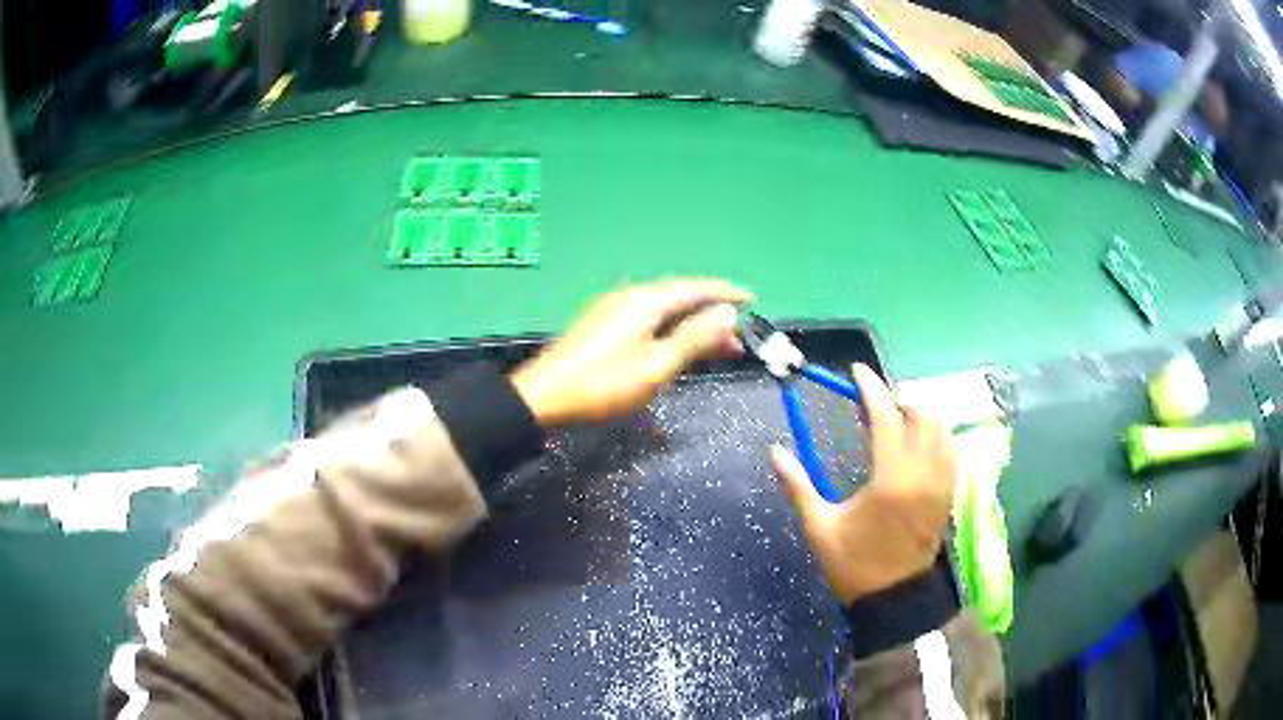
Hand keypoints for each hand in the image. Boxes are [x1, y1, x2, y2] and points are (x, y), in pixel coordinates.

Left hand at [511, 278, 752, 426]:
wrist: (545, 397)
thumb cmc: (605, 384)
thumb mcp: (657, 365)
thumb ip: (695, 338)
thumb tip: (728, 312)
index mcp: (646, 300)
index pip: (696, 287)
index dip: (726, 293)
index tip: (753, 299)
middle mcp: (631, 296)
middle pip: (681, 298)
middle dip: (713, 316)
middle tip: (739, 339)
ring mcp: (614, 309)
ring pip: (665, 311)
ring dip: (693, 326)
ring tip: (718, 349)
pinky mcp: (603, 325)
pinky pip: (649, 319)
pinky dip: (672, 331)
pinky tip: (678, 348)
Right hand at [771, 363, 956, 604]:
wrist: (894, 599)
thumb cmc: (854, 565)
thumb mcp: (821, 528)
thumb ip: (799, 487)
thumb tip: (775, 451)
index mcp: (891, 480)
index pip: (887, 416)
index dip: (871, 388)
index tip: (857, 372)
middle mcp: (922, 474)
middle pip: (922, 414)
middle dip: (898, 397)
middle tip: (874, 402)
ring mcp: (940, 483)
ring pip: (941, 428)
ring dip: (920, 413)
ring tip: (896, 418)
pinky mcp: (948, 494)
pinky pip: (950, 449)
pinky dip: (936, 434)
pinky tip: (918, 442)